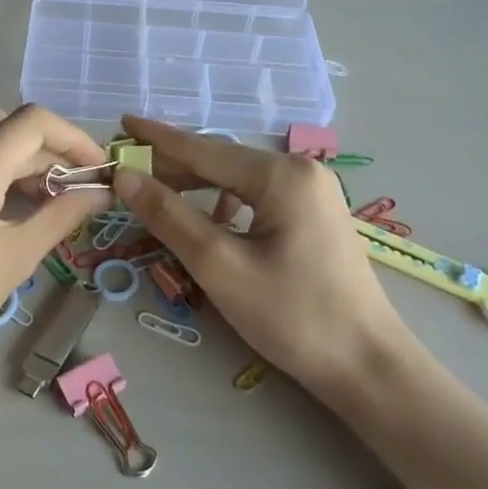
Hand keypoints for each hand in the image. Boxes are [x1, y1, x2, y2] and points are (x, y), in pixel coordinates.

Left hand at [0, 102, 109, 386]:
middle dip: (44, 147)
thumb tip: (100, 192)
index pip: (33, 123)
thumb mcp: (14, 259)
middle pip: (4, 121)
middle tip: (69, 187)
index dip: (74, 139)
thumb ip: (61, 215)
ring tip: (37, 192)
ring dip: (12, 149)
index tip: (97, 170)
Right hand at [109, 116, 424, 400]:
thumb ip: (169, 216)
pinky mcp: (315, 216)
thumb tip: (125, 177)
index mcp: (281, 174)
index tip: (121, 123)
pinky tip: (208, 222)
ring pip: (239, 180)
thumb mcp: (219, 265)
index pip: (204, 149)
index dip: (157, 138)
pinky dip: (224, 203)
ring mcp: (313, 193)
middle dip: (173, 166)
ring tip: (156, 196)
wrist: (366, 365)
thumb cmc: (292, 315)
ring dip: (197, 186)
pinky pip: (257, 197)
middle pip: (222, 161)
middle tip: (127, 173)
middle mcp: (301, 171)